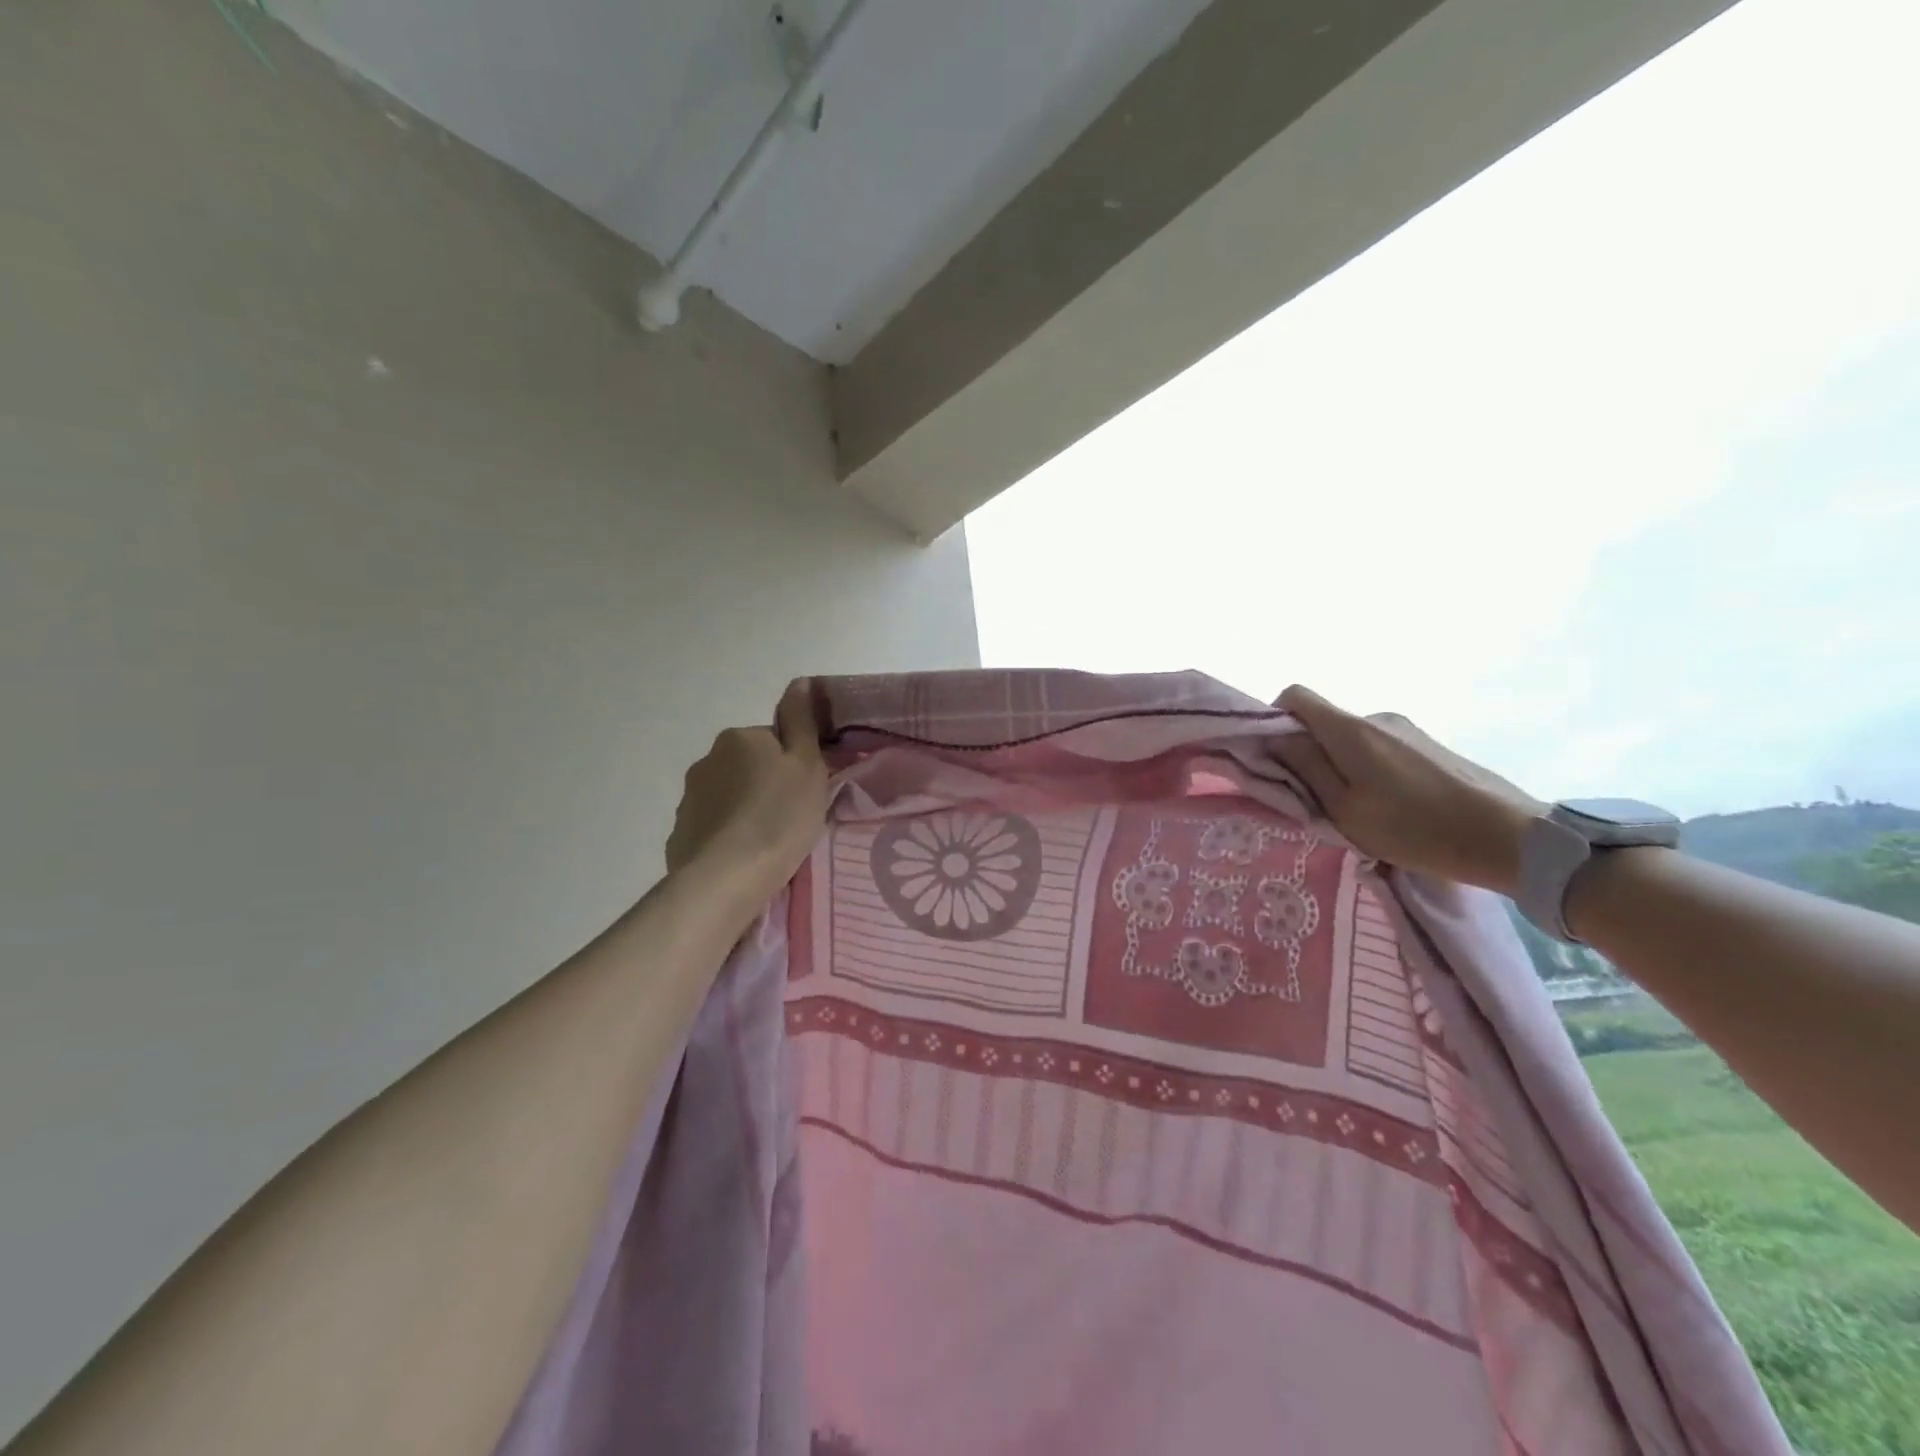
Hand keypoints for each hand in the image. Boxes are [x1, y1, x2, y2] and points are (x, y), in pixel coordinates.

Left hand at [664, 682, 829, 901]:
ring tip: (767, 843)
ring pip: (729, 796)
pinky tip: (743, 858)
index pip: (775, 741)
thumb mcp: (807, 765)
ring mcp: (689, 797)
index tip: (806, 792)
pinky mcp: (681, 832)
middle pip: (750, 766)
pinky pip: (713, 826)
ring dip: (746, 810)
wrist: (726, 877)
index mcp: (740, 737)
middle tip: (791, 818)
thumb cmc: (779, 817)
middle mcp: (708, 758)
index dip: (794, 764)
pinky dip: (728, 835)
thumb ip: (801, 721)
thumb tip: (799, 681)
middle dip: (767, 785)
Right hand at [1269, 685, 1545, 895]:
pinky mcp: (1428, 745)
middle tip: (1314, 799)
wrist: (1510, 838)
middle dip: (1307, 752)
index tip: (1274, 758)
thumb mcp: (1344, 809)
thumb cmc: (1415, 829)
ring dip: (1340, 765)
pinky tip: (1391, 808)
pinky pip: (1379, 748)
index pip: (1294, 695)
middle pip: (1321, 721)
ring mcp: (1406, 729)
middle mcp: (1375, 717)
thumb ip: (1304, 768)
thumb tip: (1273, 738)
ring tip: (1357, 810)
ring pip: (1350, 738)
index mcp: (1349, 730)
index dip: (1272, 720)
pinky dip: (1368, 770)